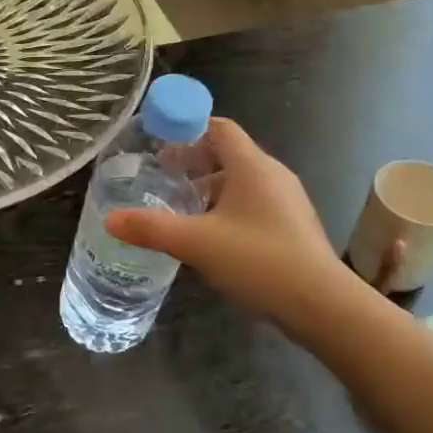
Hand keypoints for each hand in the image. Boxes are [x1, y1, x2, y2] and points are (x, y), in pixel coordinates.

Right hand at [104, 118, 354, 330]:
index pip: (219, 128)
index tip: (158, 141)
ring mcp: (287, 202)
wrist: (321, 304)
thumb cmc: (259, 260)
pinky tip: (211, 238)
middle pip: (228, 155)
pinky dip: (228, 211)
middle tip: (160, 178)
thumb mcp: (197, 243)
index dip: (188, 128)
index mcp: (252, 166)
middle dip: (193, 163)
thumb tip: (111, 219)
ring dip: (209, 190)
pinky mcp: (292, 227)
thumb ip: (152, 229)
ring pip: (241, 184)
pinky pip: (253, 206)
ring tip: (180, 211)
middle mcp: (272, 175)